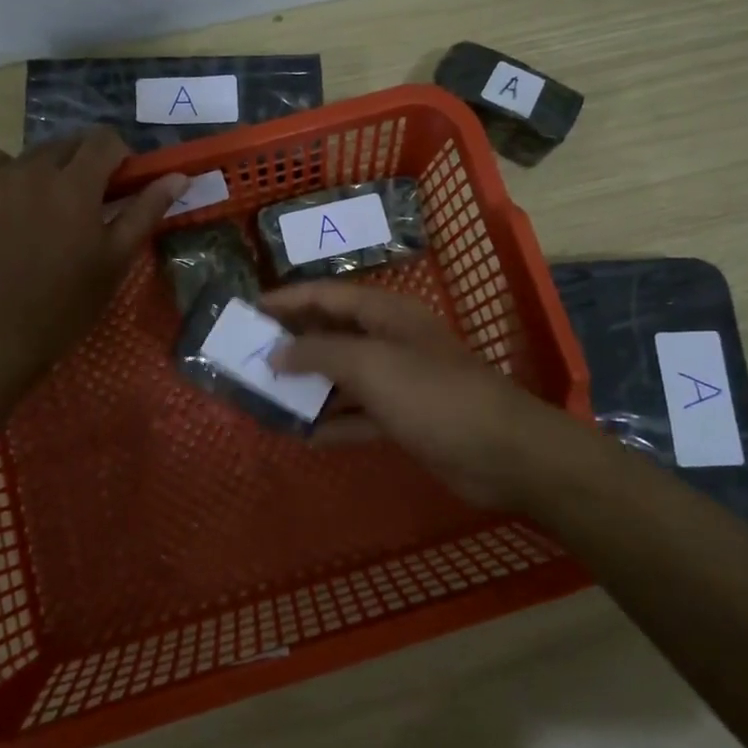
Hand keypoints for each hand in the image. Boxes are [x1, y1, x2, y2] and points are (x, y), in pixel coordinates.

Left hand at [0, 128, 186, 387]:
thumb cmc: (67, 302)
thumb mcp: (116, 258)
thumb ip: (146, 210)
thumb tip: (178, 177)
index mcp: (77, 184)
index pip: (105, 139)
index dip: (120, 155)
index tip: (122, 183)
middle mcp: (36, 169)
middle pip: (70, 143)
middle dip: (87, 162)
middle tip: (91, 201)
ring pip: (35, 153)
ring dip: (52, 168)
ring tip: (52, 206)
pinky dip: (12, 172)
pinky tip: (16, 201)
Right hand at [260, 282, 578, 510]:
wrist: (500, 452)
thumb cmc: (433, 395)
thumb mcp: (371, 365)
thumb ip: (319, 353)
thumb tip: (276, 351)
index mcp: (385, 314)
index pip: (326, 296)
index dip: (286, 300)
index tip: (247, 311)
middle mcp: (389, 341)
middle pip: (331, 334)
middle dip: (292, 343)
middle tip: (247, 355)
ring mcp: (398, 381)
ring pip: (341, 377)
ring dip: (307, 386)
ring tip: (265, 396)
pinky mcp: (403, 418)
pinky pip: (358, 415)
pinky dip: (332, 422)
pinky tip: (302, 435)